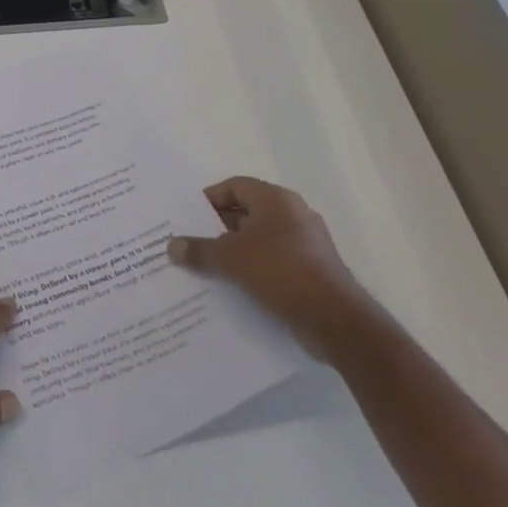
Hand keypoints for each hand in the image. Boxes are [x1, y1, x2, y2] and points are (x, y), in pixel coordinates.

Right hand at [168, 176, 373, 359]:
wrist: (335, 320)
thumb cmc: (280, 272)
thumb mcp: (230, 258)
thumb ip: (198, 250)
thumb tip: (172, 246)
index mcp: (276, 200)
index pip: (234, 186)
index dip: (209, 199)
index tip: (187, 218)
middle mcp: (293, 215)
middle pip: (245, 212)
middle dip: (216, 227)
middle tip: (189, 242)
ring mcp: (304, 244)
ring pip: (257, 239)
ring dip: (232, 251)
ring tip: (203, 266)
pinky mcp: (309, 270)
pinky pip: (271, 261)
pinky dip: (250, 268)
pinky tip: (230, 285)